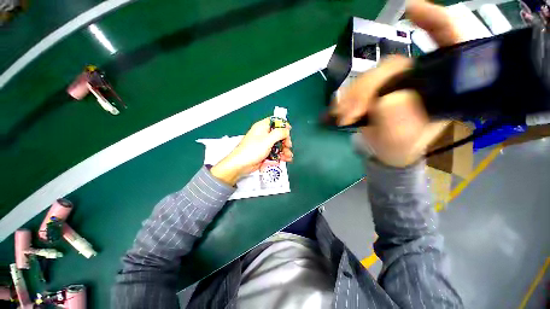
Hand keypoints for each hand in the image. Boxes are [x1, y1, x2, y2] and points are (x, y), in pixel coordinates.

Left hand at [211, 118, 292, 184]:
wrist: (241, 165)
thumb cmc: (252, 150)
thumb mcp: (268, 140)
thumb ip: (279, 133)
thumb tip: (286, 130)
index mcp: (262, 127)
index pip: (274, 121)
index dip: (282, 125)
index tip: (289, 131)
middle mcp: (263, 134)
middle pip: (278, 134)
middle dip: (285, 141)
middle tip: (288, 146)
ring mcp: (264, 144)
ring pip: (277, 145)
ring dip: (284, 150)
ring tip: (288, 156)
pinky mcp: (264, 153)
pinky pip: (275, 152)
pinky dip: (280, 155)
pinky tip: (285, 159)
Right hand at [333, 0, 462, 166]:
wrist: (389, 153)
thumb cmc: (403, 149)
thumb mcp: (404, 143)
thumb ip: (399, 126)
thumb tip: (387, 101)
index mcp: (443, 88)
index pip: (450, 43)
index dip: (434, 21)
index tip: (410, 10)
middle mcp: (422, 78)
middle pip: (395, 65)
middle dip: (368, 86)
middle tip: (349, 111)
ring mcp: (398, 83)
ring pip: (372, 76)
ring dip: (353, 95)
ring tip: (342, 115)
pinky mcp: (379, 90)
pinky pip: (361, 85)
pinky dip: (348, 96)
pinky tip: (340, 107)